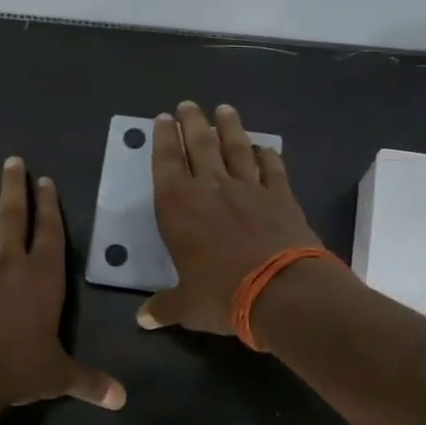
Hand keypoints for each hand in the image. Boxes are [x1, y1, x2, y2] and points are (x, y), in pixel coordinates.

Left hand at [0, 157, 125, 410]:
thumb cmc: (17, 368)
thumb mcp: (59, 376)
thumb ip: (89, 382)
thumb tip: (121, 400)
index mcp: (43, 278)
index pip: (49, 233)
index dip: (49, 206)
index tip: (45, 181)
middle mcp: (10, 265)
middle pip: (13, 218)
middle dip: (15, 189)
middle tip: (12, 161)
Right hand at [138, 101, 322, 334]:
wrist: (281, 291)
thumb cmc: (222, 295)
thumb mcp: (187, 306)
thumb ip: (164, 306)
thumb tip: (143, 319)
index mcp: (178, 207)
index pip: (166, 162)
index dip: (164, 138)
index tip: (164, 119)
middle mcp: (211, 188)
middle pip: (200, 144)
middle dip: (192, 122)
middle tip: (188, 105)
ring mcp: (249, 188)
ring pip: (237, 147)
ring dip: (230, 127)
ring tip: (225, 109)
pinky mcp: (281, 196)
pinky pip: (273, 168)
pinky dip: (268, 155)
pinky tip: (266, 148)